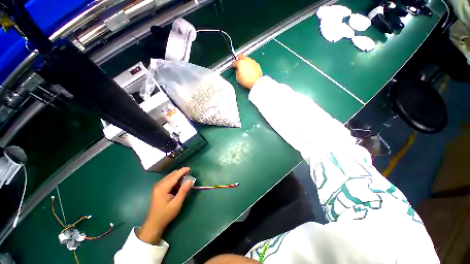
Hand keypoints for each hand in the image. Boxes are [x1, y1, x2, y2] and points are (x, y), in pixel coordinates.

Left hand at [138, 167, 194, 244]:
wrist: (154, 224)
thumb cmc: (165, 214)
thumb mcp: (176, 203)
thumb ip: (184, 191)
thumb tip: (191, 180)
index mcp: (162, 188)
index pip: (174, 176)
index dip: (182, 171)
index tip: (190, 168)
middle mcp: (159, 184)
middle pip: (172, 174)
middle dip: (181, 173)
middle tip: (189, 175)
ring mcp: (157, 186)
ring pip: (170, 177)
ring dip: (178, 176)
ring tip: (185, 180)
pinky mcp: (158, 189)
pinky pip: (168, 180)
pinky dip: (174, 180)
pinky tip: (178, 185)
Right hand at [232, 54, 262, 88]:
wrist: (257, 82)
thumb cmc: (247, 81)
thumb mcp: (238, 78)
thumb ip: (236, 72)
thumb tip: (237, 70)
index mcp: (240, 63)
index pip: (234, 62)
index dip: (233, 65)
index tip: (233, 67)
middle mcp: (246, 60)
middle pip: (240, 55)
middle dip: (238, 59)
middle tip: (238, 64)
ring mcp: (252, 61)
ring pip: (246, 58)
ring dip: (245, 62)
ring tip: (245, 67)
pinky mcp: (257, 64)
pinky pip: (251, 62)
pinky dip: (250, 65)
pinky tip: (250, 69)